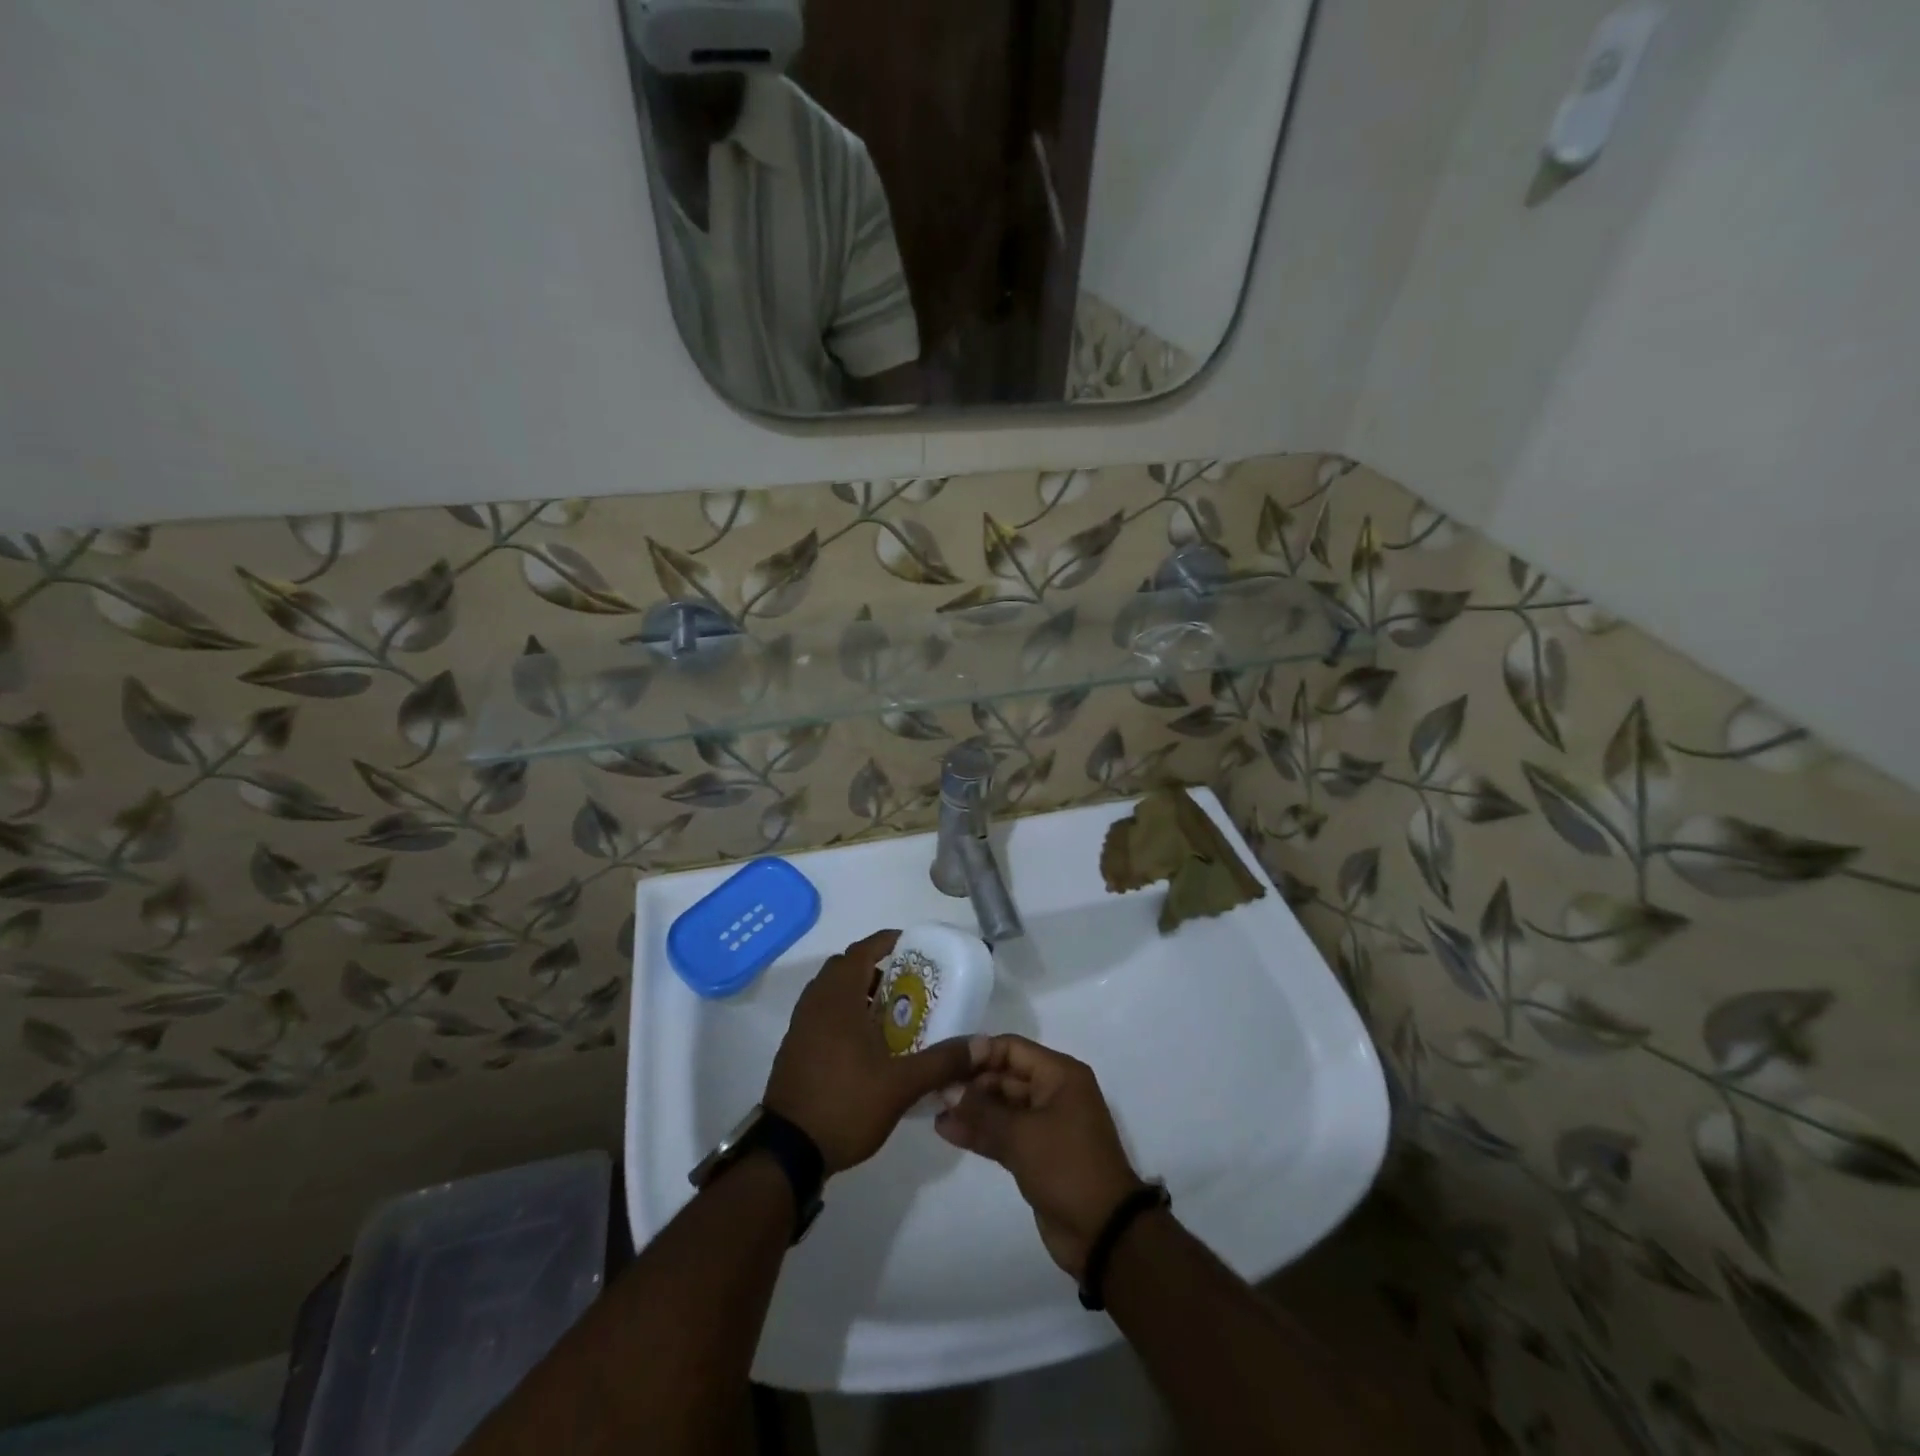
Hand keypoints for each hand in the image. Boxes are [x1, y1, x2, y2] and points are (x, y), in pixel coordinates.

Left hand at [764, 930, 984, 1174]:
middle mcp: (816, 1004)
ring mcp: (800, 1027)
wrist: (788, 1152)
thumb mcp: (902, 1085)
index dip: (886, 942)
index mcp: (838, 999)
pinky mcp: (794, 1049)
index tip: (912, 946)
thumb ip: (943, 1061)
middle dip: (874, 967)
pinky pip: (821, 1014)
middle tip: (905, 983)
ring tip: (890, 1013)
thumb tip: (983, 1044)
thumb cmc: (845, 1104)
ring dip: (858, 991)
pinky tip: (866, 1044)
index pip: (861, 951)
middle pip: (845, 968)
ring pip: (831, 992)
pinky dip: (843, 1013)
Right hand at [934, 1035, 1147, 1277]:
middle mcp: (1053, 1092)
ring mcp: (1045, 1124)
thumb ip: (982, 1111)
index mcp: (1060, 1075)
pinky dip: (980, 1132)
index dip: (978, 1053)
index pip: (1012, 1049)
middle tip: (933, 1090)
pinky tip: (948, 1131)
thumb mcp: (1021, 1135)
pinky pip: (1004, 1133)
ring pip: (1002, 1107)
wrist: (1103, 1233)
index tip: (944, 1062)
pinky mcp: (1036, 1153)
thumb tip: (947, 1090)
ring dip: (971, 1109)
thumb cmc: (1066, 1167)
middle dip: (971, 1083)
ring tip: (934, 1111)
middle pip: (1005, 1076)